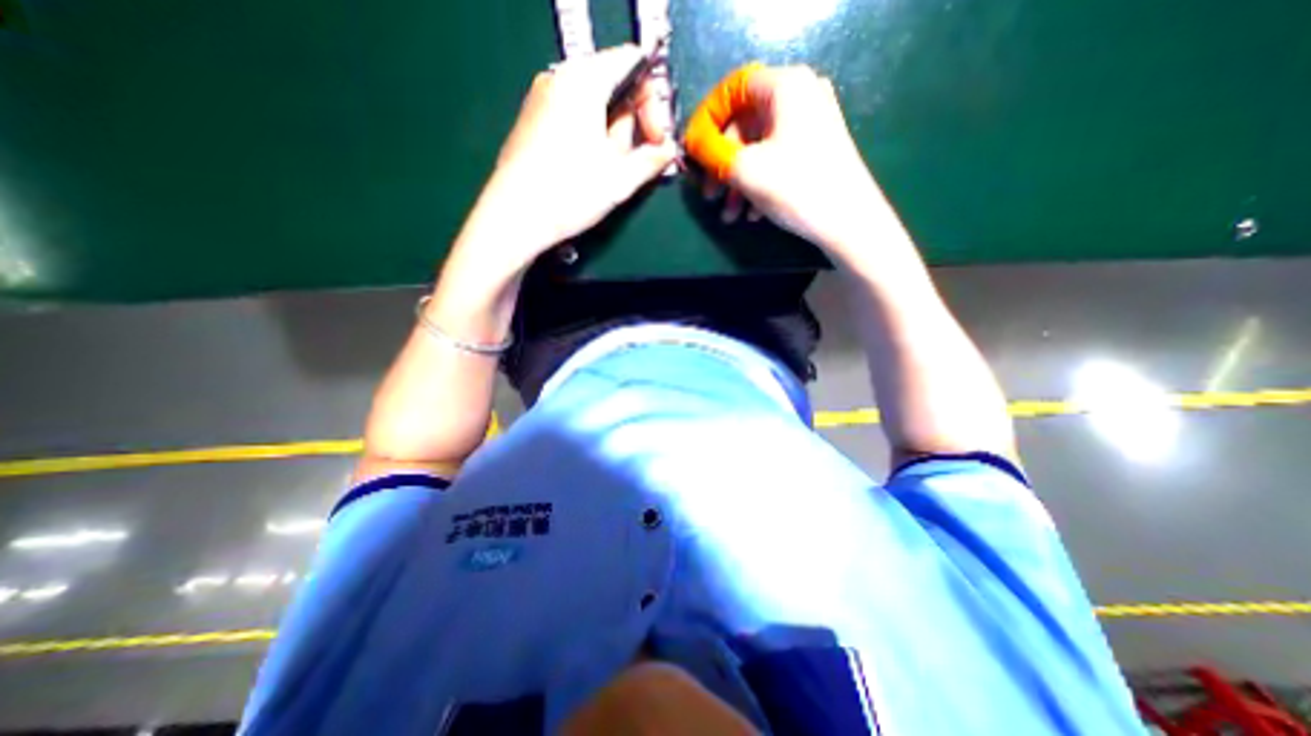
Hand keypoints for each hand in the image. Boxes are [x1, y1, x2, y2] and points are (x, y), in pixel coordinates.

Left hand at [455, 42, 676, 282]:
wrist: (515, 217)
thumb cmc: (570, 193)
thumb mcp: (620, 179)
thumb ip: (651, 159)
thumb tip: (668, 150)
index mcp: (584, 82)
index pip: (632, 63)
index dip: (653, 101)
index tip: (656, 140)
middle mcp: (559, 78)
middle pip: (612, 84)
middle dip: (630, 123)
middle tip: (630, 162)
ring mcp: (541, 98)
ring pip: (593, 104)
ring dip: (610, 135)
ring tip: (605, 172)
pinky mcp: (531, 120)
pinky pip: (572, 115)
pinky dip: (589, 137)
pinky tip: (585, 169)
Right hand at [686, 65, 879, 258]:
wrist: (849, 223)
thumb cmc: (796, 187)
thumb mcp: (744, 169)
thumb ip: (710, 151)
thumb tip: (691, 142)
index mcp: (785, 87)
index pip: (733, 90)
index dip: (708, 120)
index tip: (693, 152)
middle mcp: (801, 97)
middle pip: (745, 125)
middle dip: (722, 165)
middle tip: (710, 195)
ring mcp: (811, 125)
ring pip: (758, 148)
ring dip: (737, 183)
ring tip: (730, 216)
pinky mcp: (816, 151)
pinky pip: (776, 160)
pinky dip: (758, 185)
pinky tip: (752, 214)